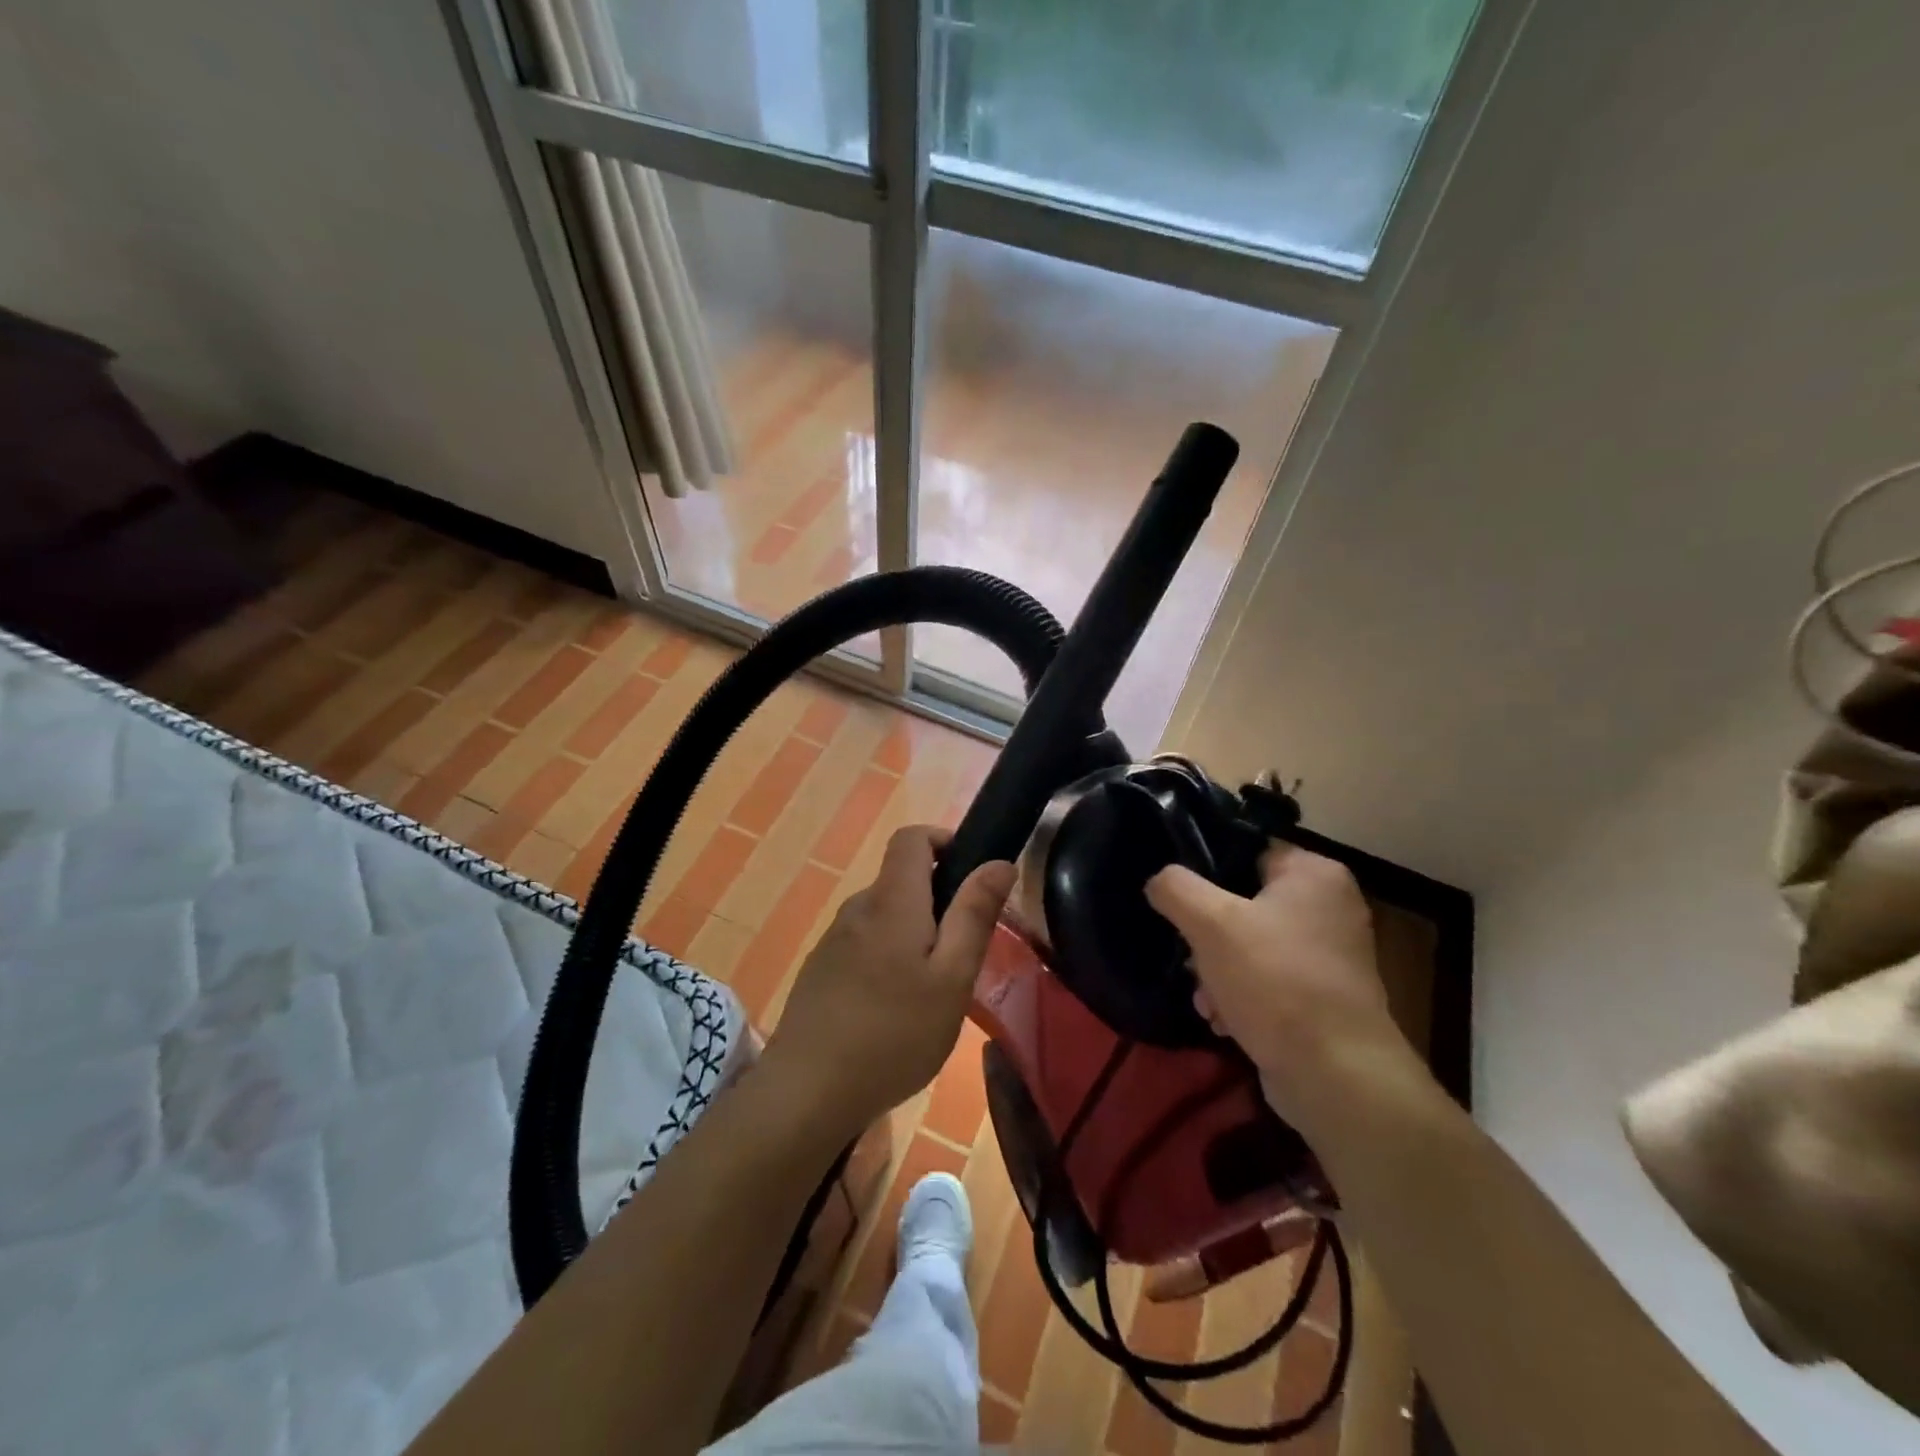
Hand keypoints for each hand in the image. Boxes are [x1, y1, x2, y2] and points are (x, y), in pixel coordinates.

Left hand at [760, 826, 1014, 1137]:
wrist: (807, 1092)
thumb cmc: (894, 1033)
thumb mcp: (952, 978)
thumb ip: (974, 915)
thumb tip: (998, 862)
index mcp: (891, 900)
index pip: (910, 837)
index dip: (942, 840)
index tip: (971, 875)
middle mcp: (857, 908)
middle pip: (900, 880)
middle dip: (937, 902)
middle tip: (961, 956)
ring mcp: (833, 940)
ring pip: (884, 917)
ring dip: (912, 935)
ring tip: (930, 992)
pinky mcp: (820, 970)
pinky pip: (863, 944)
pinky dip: (887, 958)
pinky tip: (894, 1012)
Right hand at [1145, 844, 1424, 1134]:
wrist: (1336, 1077)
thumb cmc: (1275, 981)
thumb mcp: (1210, 922)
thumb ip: (1175, 888)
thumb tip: (1159, 881)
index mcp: (1314, 873)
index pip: (1245, 851)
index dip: (1205, 871)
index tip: (1175, 897)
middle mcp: (1329, 906)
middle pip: (1242, 902)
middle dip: (1207, 936)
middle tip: (1189, 957)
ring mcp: (1330, 955)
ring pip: (1249, 945)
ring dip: (1217, 970)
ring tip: (1206, 998)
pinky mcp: (1322, 997)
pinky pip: (1267, 980)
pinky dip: (1241, 995)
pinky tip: (1223, 1019)